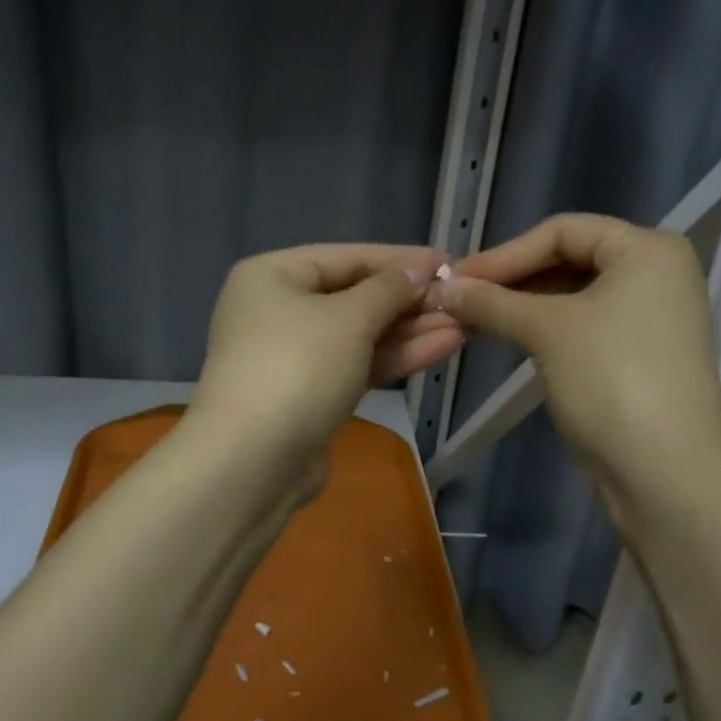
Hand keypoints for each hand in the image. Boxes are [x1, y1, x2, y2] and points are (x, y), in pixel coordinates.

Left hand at [188, 243, 464, 473]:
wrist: (254, 462)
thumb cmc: (297, 367)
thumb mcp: (349, 318)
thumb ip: (390, 289)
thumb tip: (420, 269)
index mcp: (272, 276)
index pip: (347, 257)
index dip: (401, 260)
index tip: (448, 261)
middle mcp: (279, 310)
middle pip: (355, 296)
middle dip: (410, 300)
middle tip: (462, 298)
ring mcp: (295, 355)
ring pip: (361, 334)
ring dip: (411, 329)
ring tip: (466, 322)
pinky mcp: (312, 393)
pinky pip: (359, 363)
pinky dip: (396, 355)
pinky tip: (444, 346)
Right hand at [431, 214, 720, 505]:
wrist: (666, 474)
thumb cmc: (612, 380)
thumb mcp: (547, 331)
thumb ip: (492, 302)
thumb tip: (443, 288)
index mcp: (648, 249)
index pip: (563, 230)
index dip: (505, 253)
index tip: (457, 279)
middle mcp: (657, 274)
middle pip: (570, 259)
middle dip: (512, 280)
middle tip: (461, 299)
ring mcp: (652, 318)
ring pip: (574, 296)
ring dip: (523, 306)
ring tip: (475, 320)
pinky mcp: (640, 356)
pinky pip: (585, 326)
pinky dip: (545, 330)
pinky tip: (509, 339)